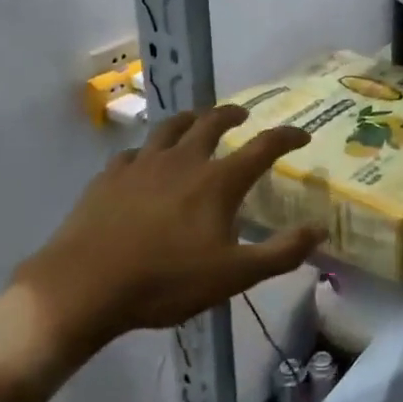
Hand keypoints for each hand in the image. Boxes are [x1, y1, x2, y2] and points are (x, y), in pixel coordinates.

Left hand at [0, 106, 320, 385]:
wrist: (83, 287)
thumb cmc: (165, 282)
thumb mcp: (234, 276)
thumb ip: (281, 253)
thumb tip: (319, 230)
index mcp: (217, 182)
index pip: (262, 147)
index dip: (286, 137)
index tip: (302, 135)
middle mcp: (183, 161)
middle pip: (211, 123)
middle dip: (232, 115)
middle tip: (243, 115)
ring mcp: (142, 165)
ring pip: (170, 128)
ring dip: (190, 120)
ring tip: (197, 121)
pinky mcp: (109, 177)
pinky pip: (134, 152)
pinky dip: (148, 151)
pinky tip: (145, 161)